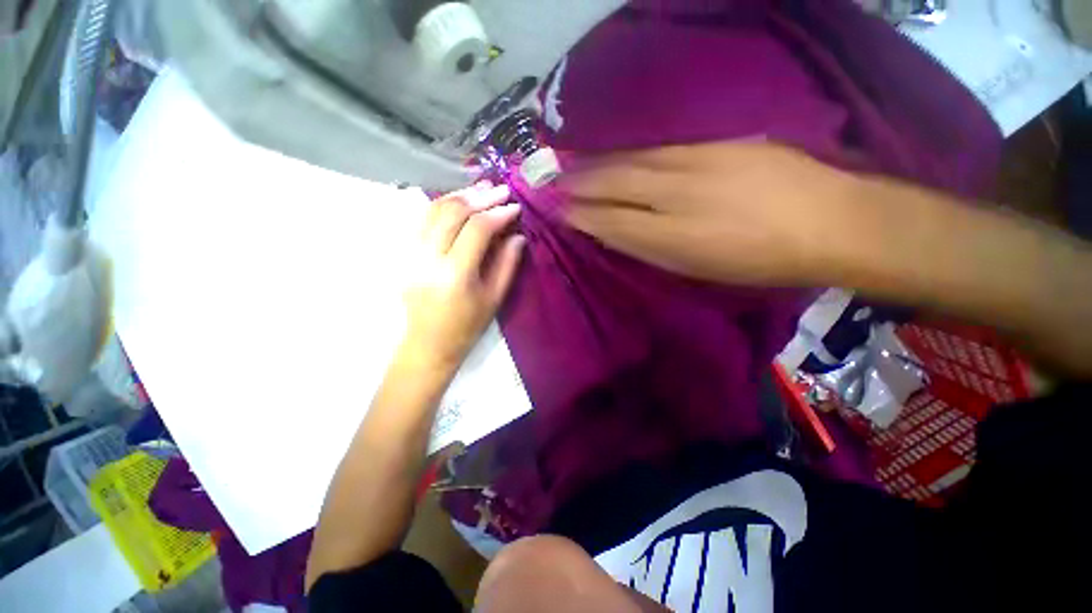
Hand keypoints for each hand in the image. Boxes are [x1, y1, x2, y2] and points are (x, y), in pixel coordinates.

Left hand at [400, 182, 524, 372]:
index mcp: (455, 274)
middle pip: (452, 212)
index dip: (498, 213)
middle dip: (480, 197)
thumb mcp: (494, 299)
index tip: (515, 207)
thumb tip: (517, 235)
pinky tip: (458, 201)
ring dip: (459, 195)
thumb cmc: (466, 326)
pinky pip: (422, 219)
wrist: (427, 344)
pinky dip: (442, 204)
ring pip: (433, 210)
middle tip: (501, 190)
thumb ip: (507, 264)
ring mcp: (411, 253)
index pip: (477, 229)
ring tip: (481, 188)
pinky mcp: (404, 253)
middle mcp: (429, 258)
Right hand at [561, 141, 861, 285]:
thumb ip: (652, 248)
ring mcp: (696, 163)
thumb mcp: (697, 267)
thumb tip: (616, 232)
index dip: (582, 216)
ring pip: (634, 162)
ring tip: (575, 165)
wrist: (831, 222)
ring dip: (600, 164)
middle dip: (581, 183)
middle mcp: (676, 194)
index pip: (611, 220)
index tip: (559, 211)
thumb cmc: (759, 260)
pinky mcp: (716, 145)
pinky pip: (660, 150)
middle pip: (616, 184)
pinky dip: (631, 155)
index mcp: (671, 235)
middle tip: (555, 182)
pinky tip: (620, 156)